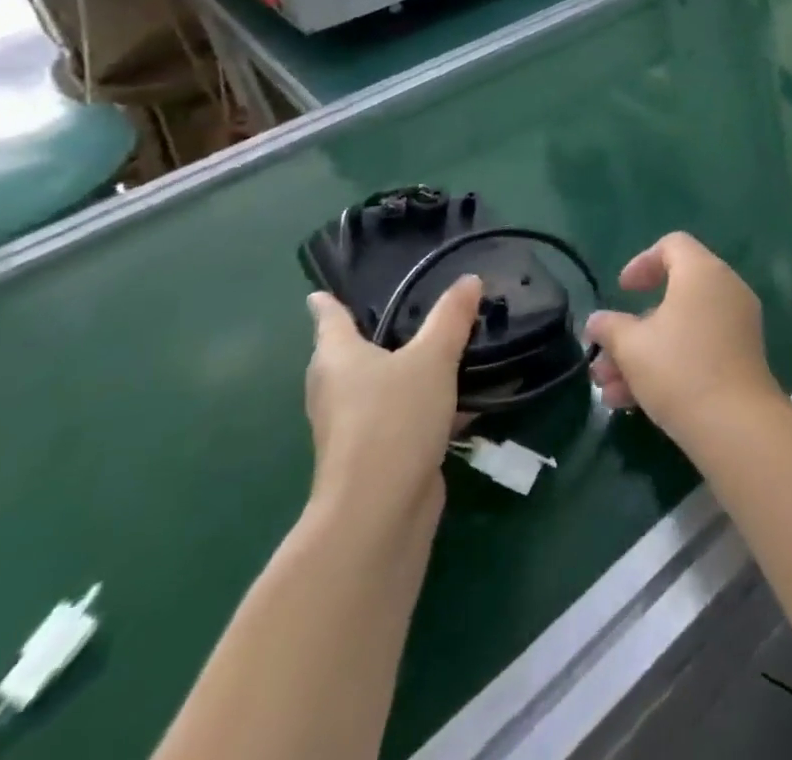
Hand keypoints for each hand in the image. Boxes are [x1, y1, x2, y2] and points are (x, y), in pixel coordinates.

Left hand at [304, 277, 480, 529]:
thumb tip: (470, 278)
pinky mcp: (377, 456)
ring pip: (379, 388)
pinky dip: (424, 406)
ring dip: (403, 373)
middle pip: (348, 355)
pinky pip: (402, 417)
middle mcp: (337, 390)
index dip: (327, 303)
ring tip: (441, 350)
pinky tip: (462, 401)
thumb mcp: (433, 357)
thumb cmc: (394, 419)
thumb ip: (452, 318)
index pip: (328, 319)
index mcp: (337, 358)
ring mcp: (354, 427)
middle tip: (404, 312)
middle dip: (370, 337)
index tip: (321, 292)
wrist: (379, 512)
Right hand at [585, 234, 785, 450]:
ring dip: (643, 354)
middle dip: (632, 327)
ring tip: (608, 391)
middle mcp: (725, 290)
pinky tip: (632, 402)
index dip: (642, 262)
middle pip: (673, 294)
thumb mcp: (631, 347)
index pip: (673, 245)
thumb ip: (609, 327)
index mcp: (702, 272)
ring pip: (681, 329)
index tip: (622, 290)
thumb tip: (596, 322)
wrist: (736, 426)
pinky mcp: (742, 358)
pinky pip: (699, 348)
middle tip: (605, 354)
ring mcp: (737, 325)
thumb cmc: (679, 370)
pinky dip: (668, 365)